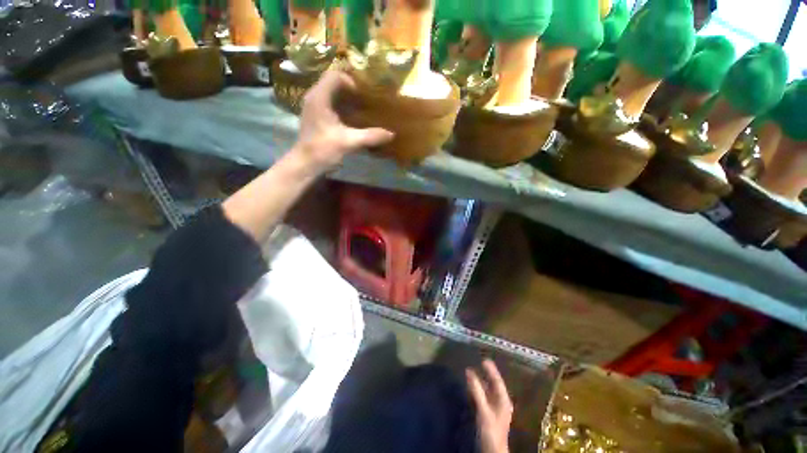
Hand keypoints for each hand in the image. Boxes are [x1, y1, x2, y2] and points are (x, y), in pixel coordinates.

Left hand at [292, 70, 393, 174]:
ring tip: (361, 107)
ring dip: (346, 98)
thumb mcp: (349, 142)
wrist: (305, 164)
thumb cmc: (323, 150)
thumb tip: (391, 134)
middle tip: (366, 98)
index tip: (363, 95)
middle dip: (350, 88)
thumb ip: (370, 136)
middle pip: (333, 82)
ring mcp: (313, 107)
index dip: (350, 81)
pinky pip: (329, 103)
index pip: (334, 75)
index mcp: (320, 97)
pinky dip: (341, 106)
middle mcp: (314, 97)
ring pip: (331, 93)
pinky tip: (352, 118)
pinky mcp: (315, 116)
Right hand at [466, 359, 512, 452]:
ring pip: (487, 390)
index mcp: (503, 400)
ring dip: (480, 382)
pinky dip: (477, 390)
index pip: (497, 381)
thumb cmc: (491, 430)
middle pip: (492, 385)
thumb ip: (477, 391)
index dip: (491, 370)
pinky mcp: (488, 413)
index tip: (484, 359)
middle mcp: (500, 402)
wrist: (492, 451)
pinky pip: (482, 397)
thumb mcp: (484, 410)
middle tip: (477, 362)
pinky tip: (470, 387)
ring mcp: (494, 408)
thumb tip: (469, 371)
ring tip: (471, 372)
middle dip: (485, 374)